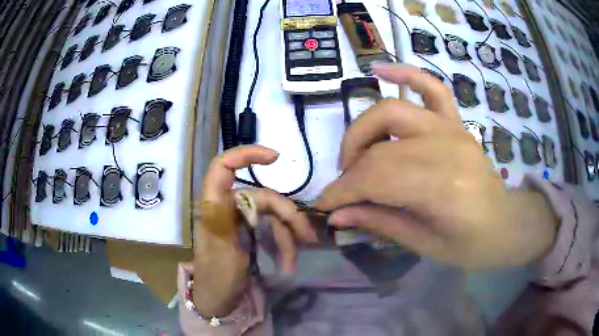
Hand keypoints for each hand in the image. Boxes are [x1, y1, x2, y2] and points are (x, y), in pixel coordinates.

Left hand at [193, 146, 315, 316]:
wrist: (220, 301)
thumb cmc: (216, 276)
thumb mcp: (221, 249)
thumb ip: (226, 218)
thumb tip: (238, 192)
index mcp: (214, 206)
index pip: (222, 167)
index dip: (246, 154)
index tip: (275, 159)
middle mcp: (228, 207)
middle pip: (262, 196)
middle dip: (286, 216)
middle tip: (306, 237)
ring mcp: (241, 220)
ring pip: (272, 215)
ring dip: (287, 236)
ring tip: (293, 260)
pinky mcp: (250, 232)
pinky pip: (273, 229)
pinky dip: (284, 244)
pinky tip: (288, 262)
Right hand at [314, 63, 557, 268]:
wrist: (505, 225)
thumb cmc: (470, 245)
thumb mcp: (424, 245)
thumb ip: (380, 222)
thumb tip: (336, 214)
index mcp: (442, 189)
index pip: (376, 179)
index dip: (342, 191)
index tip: (321, 205)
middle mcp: (447, 148)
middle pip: (380, 148)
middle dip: (350, 168)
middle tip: (343, 187)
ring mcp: (453, 129)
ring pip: (392, 111)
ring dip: (363, 130)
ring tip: (355, 154)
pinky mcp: (457, 122)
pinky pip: (431, 86)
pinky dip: (405, 73)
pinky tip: (380, 70)